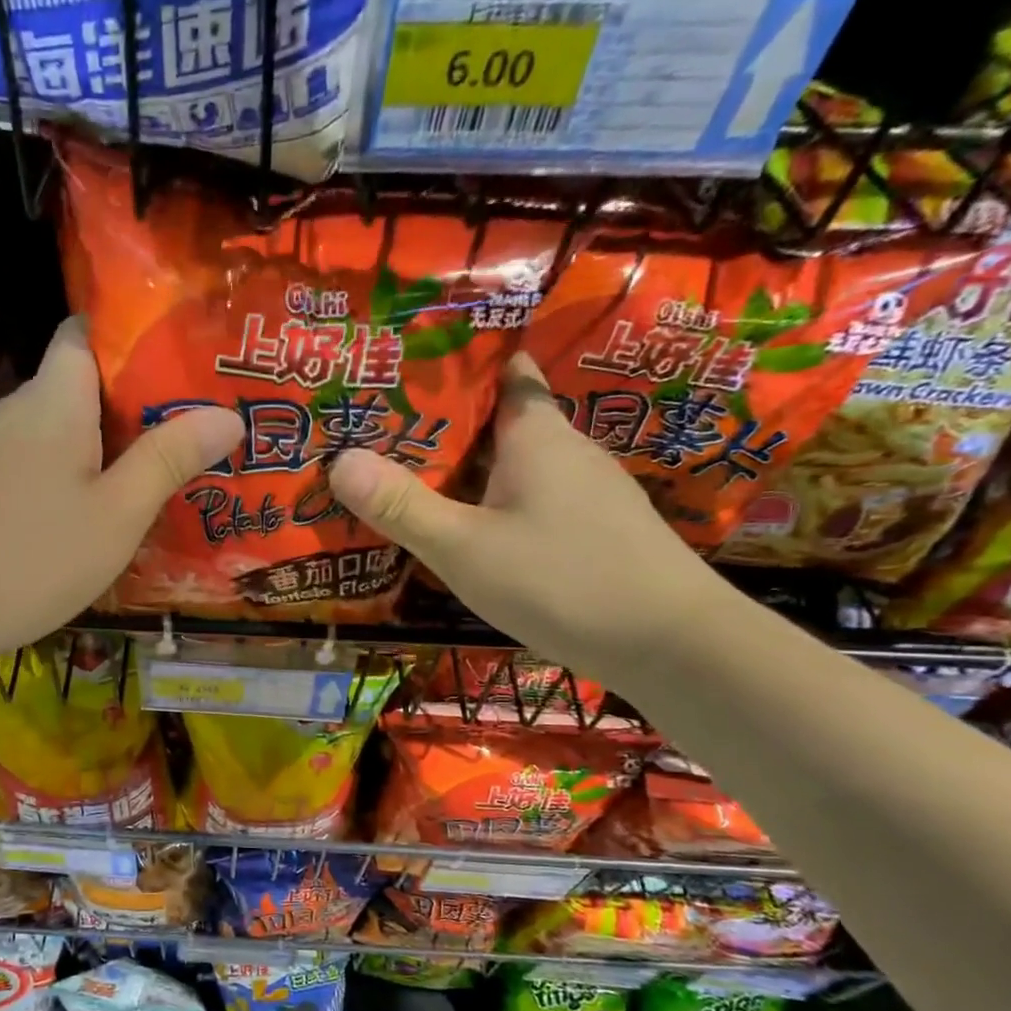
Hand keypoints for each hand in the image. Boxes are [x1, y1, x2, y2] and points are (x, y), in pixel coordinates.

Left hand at [0, 316, 242, 669]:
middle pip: (75, 388)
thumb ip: (168, 460)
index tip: (182, 363)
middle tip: (186, 433)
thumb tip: (228, 414)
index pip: (85, 333)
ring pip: (51, 435)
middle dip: (129, 405)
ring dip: (96, 449)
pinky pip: (27, 469)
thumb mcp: (116, 515)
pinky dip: (61, 480)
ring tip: (147, 477)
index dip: (131, 337)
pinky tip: (80, 520)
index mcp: (53, 401)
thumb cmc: (28, 557)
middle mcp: (12, 413)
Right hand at [328, 352, 734, 684]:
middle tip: (381, 433)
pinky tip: (468, 530)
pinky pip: (530, 500)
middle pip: (500, 421)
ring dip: (467, 469)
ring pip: (514, 466)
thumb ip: (402, 507)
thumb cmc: (562, 581)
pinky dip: (493, 503)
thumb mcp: (465, 548)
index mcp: (537, 435)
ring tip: (409, 479)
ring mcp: (586, 493)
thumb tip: (338, 460)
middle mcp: (566, 451)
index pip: (504, 372)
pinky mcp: (594, 531)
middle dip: (445, 425)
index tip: (407, 370)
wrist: (672, 644)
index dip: (459, 366)